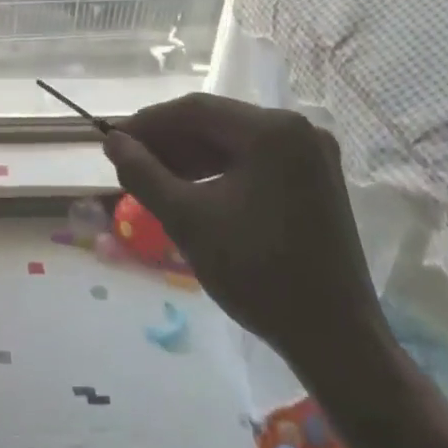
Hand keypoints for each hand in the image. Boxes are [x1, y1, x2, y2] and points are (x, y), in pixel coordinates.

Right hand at [103, 93, 380, 373]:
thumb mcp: (187, 219)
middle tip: (128, 162)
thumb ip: (143, 173)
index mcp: (272, 131)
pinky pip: (255, 161)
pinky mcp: (315, 180)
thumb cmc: (257, 273)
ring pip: (234, 142)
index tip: (113, 142)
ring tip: (151, 178)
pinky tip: (190, 189)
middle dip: (168, 141)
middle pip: (216, 123)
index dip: (148, 123)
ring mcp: (312, 155)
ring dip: (190, 156)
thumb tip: (113, 142)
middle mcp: (298, 130)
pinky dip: (218, 171)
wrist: (334, 338)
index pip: (195, 110)